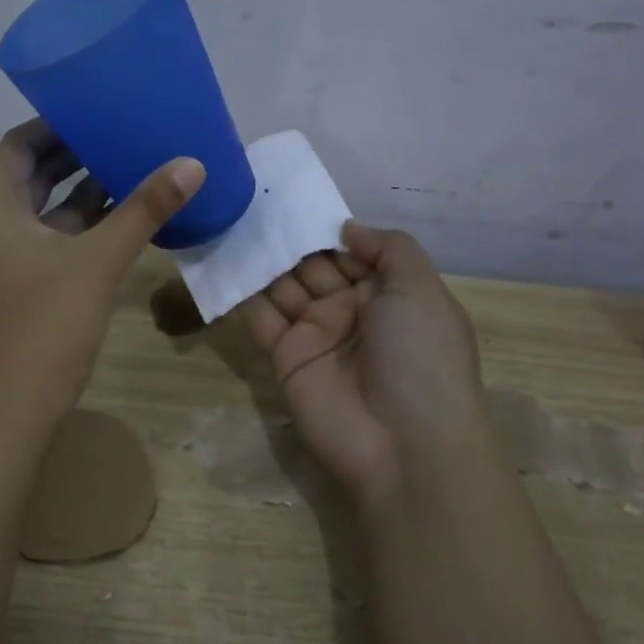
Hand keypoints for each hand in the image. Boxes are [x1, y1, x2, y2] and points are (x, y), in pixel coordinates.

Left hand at [0, 120, 203, 428]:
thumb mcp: (98, 262)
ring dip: (82, 192)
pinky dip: (83, 229)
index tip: (94, 109)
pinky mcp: (23, 289)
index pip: (17, 146)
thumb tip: (191, 163)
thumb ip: (143, 210)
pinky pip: (53, 243)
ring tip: (130, 168)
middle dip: (73, 155)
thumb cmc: (45, 326)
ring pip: (45, 213)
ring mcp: (7, 262)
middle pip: (31, 177)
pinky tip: (123, 223)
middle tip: (121, 133)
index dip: (53, 124)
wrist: (10, 410)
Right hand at [239, 222, 489, 506]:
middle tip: (252, 204)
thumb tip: (347, 228)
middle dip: (288, 240)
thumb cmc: (421, 356)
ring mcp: (315, 336)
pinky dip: (241, 293)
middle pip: (313, 267)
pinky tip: (222, 260)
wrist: (403, 444)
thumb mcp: (421, 290)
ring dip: (261, 260)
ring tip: (230, 221)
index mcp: (388, 295)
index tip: (293, 199)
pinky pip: (260, 319)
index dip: (326, 229)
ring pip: (283, 288)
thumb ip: (389, 248)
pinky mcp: (283, 358)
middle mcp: (351, 312)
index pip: (352, 253)